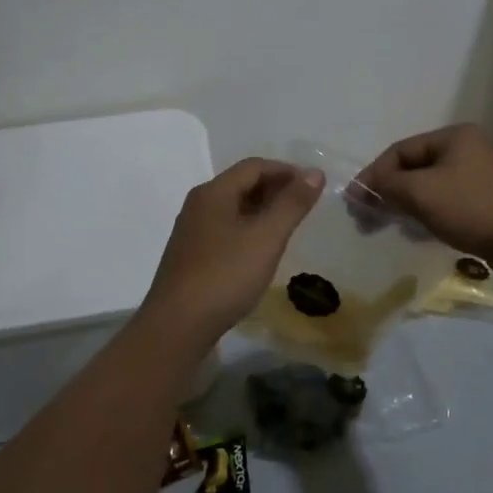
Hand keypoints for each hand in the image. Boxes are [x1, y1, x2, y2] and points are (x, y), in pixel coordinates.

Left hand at [141, 158, 322, 339]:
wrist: (177, 326)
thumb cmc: (225, 276)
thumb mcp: (267, 237)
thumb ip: (292, 203)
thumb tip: (315, 172)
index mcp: (214, 193)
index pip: (255, 166)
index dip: (287, 171)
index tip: (314, 186)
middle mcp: (199, 205)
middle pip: (242, 184)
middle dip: (276, 189)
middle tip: (306, 206)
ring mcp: (192, 232)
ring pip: (234, 208)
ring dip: (263, 210)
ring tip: (289, 227)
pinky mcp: (191, 256)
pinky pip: (226, 229)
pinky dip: (249, 229)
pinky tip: (262, 250)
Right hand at [357, 124, 492, 276]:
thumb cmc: (471, 209)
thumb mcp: (421, 193)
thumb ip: (388, 185)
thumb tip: (364, 188)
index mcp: (453, 137)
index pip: (400, 150)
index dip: (373, 174)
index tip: (354, 201)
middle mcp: (467, 150)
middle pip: (414, 168)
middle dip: (388, 192)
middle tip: (365, 217)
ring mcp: (478, 176)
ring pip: (428, 187)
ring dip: (405, 205)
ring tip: (387, 226)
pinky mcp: (484, 202)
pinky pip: (444, 202)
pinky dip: (425, 214)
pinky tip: (416, 233)